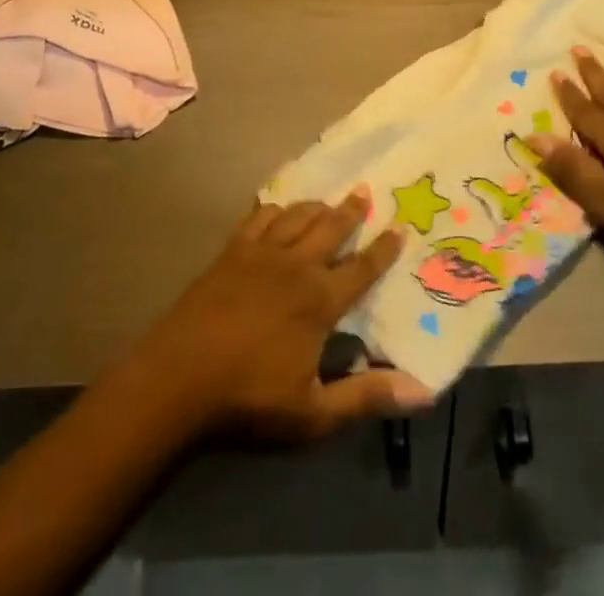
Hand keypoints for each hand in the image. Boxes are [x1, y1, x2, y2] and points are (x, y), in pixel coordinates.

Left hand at [132, 191, 434, 442]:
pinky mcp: (232, 249)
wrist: (180, 374)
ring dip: (316, 205)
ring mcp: (261, 251)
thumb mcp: (314, 412)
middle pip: (331, 227)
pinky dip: (274, 208)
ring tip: (327, 200)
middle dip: (351, 210)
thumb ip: (366, 396)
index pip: (362, 267)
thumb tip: (424, 392)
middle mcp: (296, 264)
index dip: (384, 248)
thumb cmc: (249, 396)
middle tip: (365, 191)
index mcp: (320, 299)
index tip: (400, 227)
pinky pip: (260, 216)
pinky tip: (277, 209)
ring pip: (297, 215)